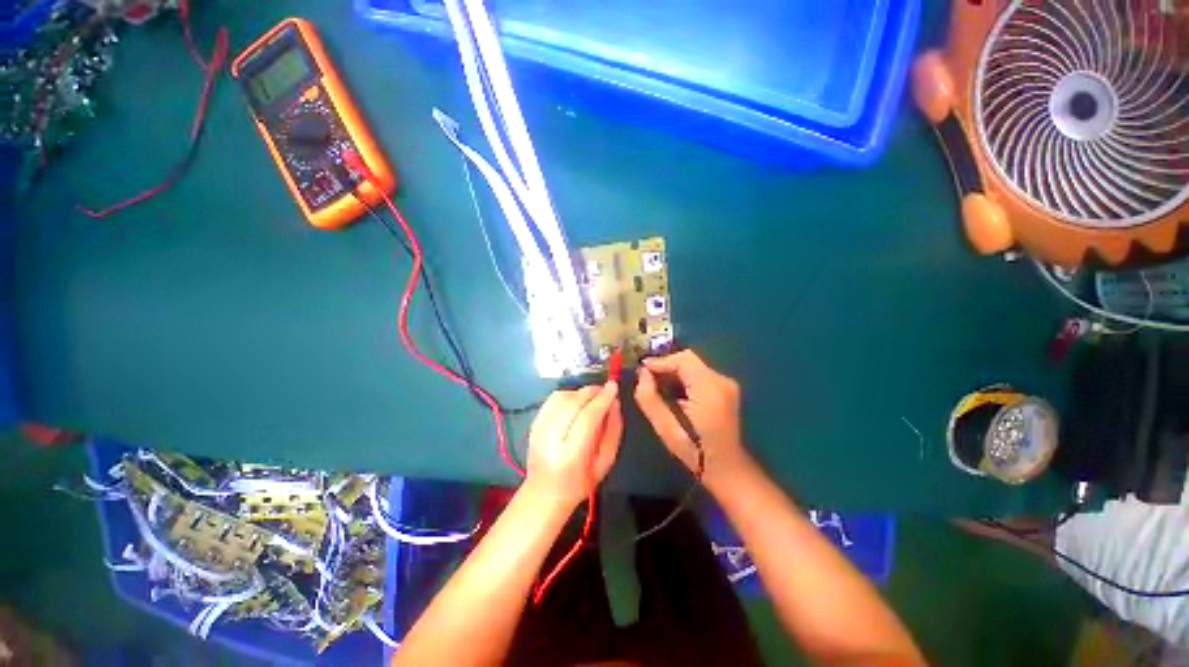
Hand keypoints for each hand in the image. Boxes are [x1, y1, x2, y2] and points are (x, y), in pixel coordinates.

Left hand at [525, 382, 622, 509]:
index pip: (588, 418)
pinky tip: (576, 402)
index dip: (602, 399)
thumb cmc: (581, 481)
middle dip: (592, 392)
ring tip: (592, 398)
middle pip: (573, 403)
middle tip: (605, 390)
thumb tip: (614, 403)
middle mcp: (550, 439)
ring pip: (561, 397)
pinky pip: (552, 399)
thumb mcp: (605, 462)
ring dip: (580, 392)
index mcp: (571, 455)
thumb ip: (613, 431)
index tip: (613, 387)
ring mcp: (538, 429)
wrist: (544, 492)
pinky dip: (568, 395)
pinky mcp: (533, 423)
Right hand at [635, 351, 750, 492]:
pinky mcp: (725, 388)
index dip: (660, 361)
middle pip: (688, 360)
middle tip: (646, 378)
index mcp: (709, 389)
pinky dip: (683, 378)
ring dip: (673, 372)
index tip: (641, 369)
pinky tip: (672, 392)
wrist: (726, 468)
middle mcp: (721, 380)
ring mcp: (726, 384)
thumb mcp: (665, 428)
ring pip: (693, 366)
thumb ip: (649, 398)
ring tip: (656, 385)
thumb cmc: (694, 451)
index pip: (683, 360)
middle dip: (665, 366)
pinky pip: (699, 374)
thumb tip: (642, 374)